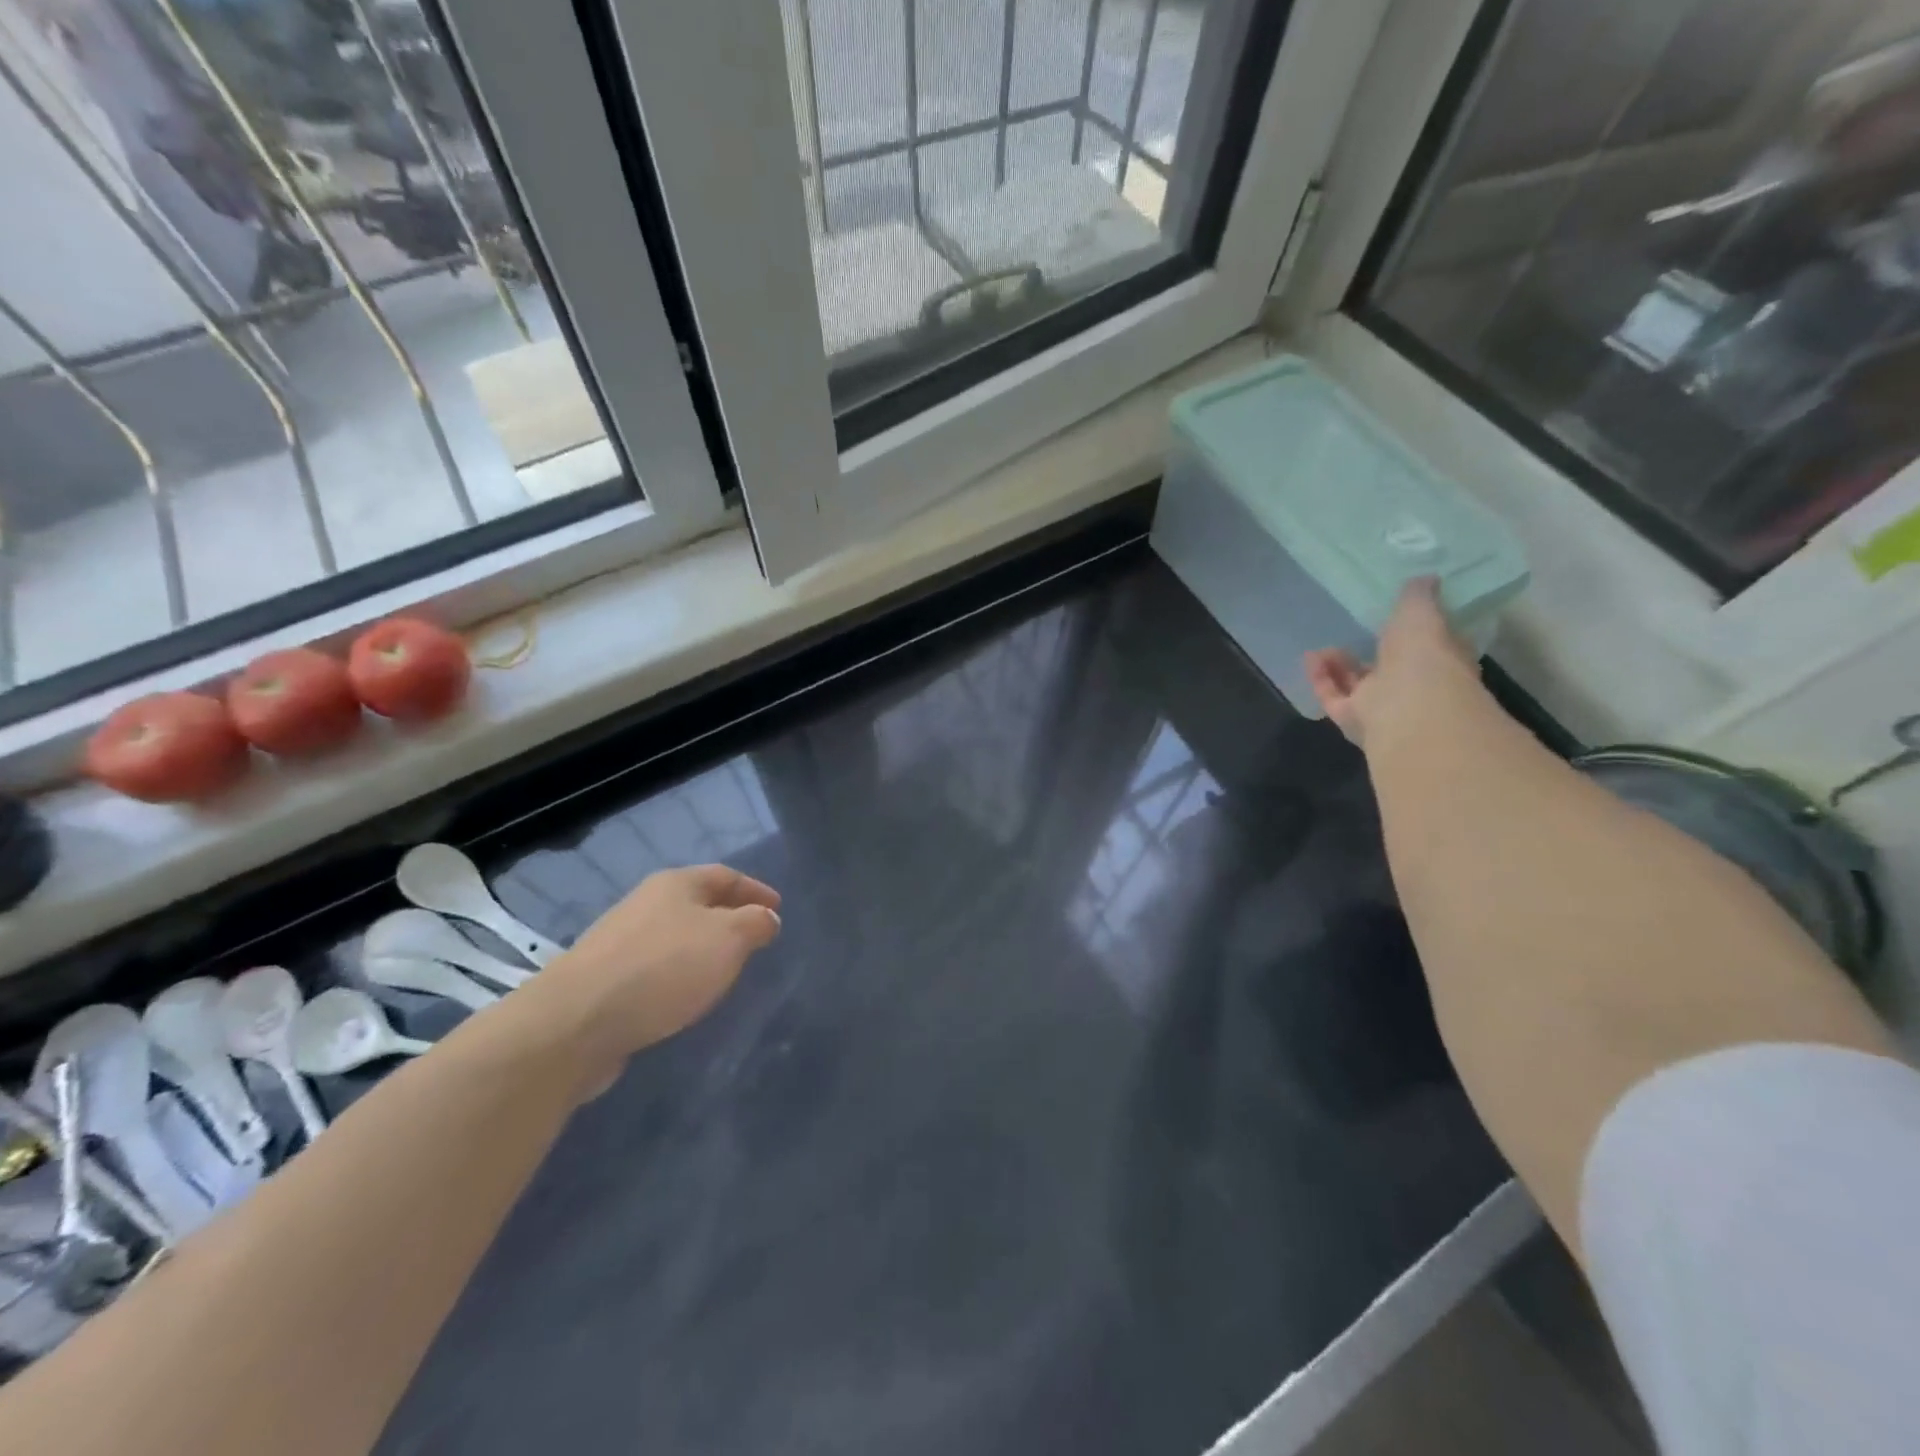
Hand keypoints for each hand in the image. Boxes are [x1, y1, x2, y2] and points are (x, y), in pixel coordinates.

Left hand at [530, 865, 780, 1090]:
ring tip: (722, 969)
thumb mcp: (728, 940)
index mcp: (676, 884)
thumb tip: (767, 918)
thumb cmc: (663, 968)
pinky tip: (682, 996)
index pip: (725, 875)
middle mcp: (645, 903)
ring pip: (673, 935)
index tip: (778, 908)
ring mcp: (619, 941)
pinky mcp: (602, 979)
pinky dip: (676, 973)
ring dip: (700, 947)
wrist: (576, 1022)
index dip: (755, 890)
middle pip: (696, 902)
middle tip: (753, 938)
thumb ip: (755, 924)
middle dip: (727, 917)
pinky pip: (653, 967)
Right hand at [1303, 577, 1477, 747]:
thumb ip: (1418, 596)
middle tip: (1351, 634)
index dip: (1411, 633)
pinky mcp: (1353, 719)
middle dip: (1369, 652)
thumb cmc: (1424, 655)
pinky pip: (1333, 697)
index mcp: (1438, 660)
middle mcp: (1413, 687)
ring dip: (1339, 666)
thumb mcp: (1422, 612)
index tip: (1393, 618)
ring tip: (1321, 648)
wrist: (1409, 707)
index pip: (1425, 646)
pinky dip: (1321, 679)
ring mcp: (1382, 706)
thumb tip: (1425, 578)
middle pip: (1387, 669)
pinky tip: (1309, 659)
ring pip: (1357, 685)